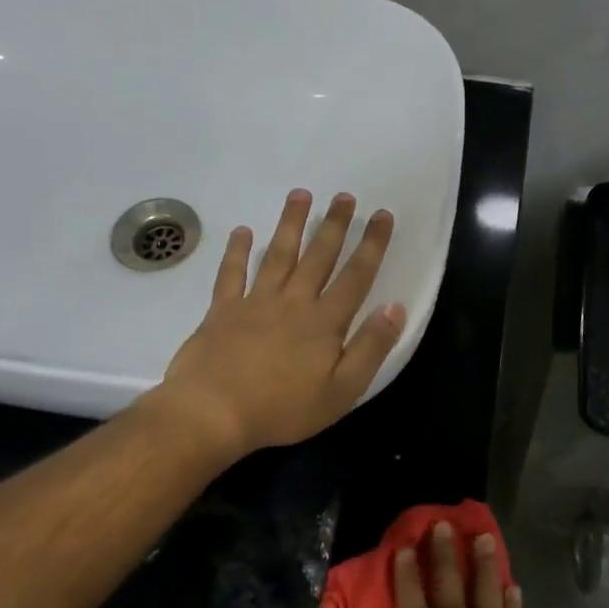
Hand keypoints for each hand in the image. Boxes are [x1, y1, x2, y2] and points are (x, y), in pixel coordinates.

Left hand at [149, 189, 403, 460]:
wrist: (214, 412)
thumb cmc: (283, 408)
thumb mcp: (342, 390)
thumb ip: (370, 348)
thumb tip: (395, 308)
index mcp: (324, 322)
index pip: (356, 276)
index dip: (372, 245)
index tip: (382, 216)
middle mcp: (293, 302)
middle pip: (318, 256)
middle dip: (335, 224)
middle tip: (345, 196)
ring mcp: (255, 302)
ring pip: (278, 254)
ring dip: (291, 223)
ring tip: (301, 195)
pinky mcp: (222, 310)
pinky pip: (231, 273)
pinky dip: (237, 251)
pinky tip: (243, 231)